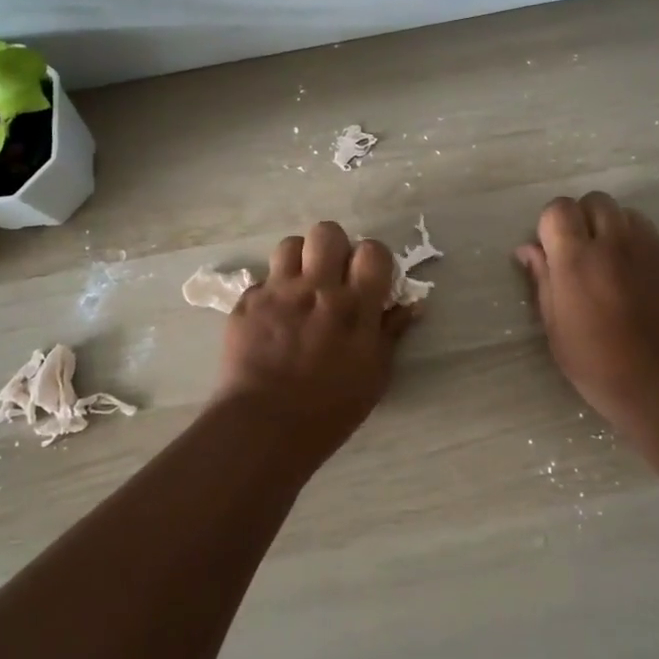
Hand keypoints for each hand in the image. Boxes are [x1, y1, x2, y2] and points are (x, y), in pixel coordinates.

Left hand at [214, 221, 412, 447]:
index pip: (372, 250)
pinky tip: (272, 317)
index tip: (368, 277)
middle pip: (327, 232)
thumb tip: (412, 305)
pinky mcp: (247, 302)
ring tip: (300, 287)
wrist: (265, 425)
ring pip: (290, 245)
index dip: (372, 259)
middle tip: (331, 274)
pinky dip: (271, 292)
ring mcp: (278, 292)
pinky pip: (262, 280)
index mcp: (355, 306)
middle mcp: (317, 288)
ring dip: (299, 261)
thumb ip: (391, 332)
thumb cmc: (330, 408)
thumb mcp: (375, 375)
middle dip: (333, 248)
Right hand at [516, 193, 658, 426]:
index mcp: (577, 259)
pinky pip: (657, 240)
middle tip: (584, 253)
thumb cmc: (600, 365)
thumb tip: (529, 249)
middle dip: (585, 218)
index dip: (552, 224)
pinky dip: (644, 252)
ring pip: (630, 216)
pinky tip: (645, 285)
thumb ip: (542, 280)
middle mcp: (616, 243)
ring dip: (617, 231)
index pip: (559, 208)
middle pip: (597, 201)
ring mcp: (654, 249)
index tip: (553, 249)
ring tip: (616, 266)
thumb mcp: (556, 328)